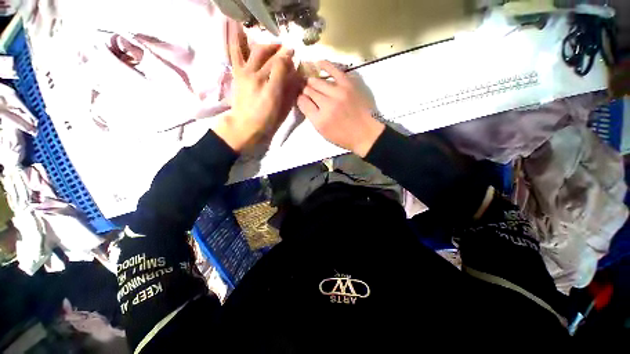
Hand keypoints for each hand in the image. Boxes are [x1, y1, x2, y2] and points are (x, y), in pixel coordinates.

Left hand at [213, 22, 298, 151]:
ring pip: (256, 52)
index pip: (281, 65)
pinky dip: (234, 39)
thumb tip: (292, 74)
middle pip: (270, 57)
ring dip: (266, 44)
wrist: (245, 126)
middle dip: (280, 51)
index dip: (288, 58)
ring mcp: (245, 74)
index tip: (294, 54)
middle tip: (288, 49)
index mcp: (271, 88)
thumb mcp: (280, 108)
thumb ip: (287, 89)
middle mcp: (257, 77)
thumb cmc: (266, 120)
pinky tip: (235, 25)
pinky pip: (235, 53)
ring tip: (273, 44)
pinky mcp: (237, 74)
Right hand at [297, 61, 384, 156]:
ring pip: (317, 81)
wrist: (366, 133)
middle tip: (307, 91)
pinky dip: (324, 65)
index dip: (300, 99)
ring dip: (312, 82)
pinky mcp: (348, 84)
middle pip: (308, 90)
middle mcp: (327, 104)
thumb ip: (312, 117)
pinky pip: (333, 69)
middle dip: (305, 90)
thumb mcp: (324, 133)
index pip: (302, 102)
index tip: (302, 99)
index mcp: (320, 120)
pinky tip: (318, 64)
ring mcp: (338, 92)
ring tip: (311, 82)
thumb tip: (304, 101)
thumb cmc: (344, 137)